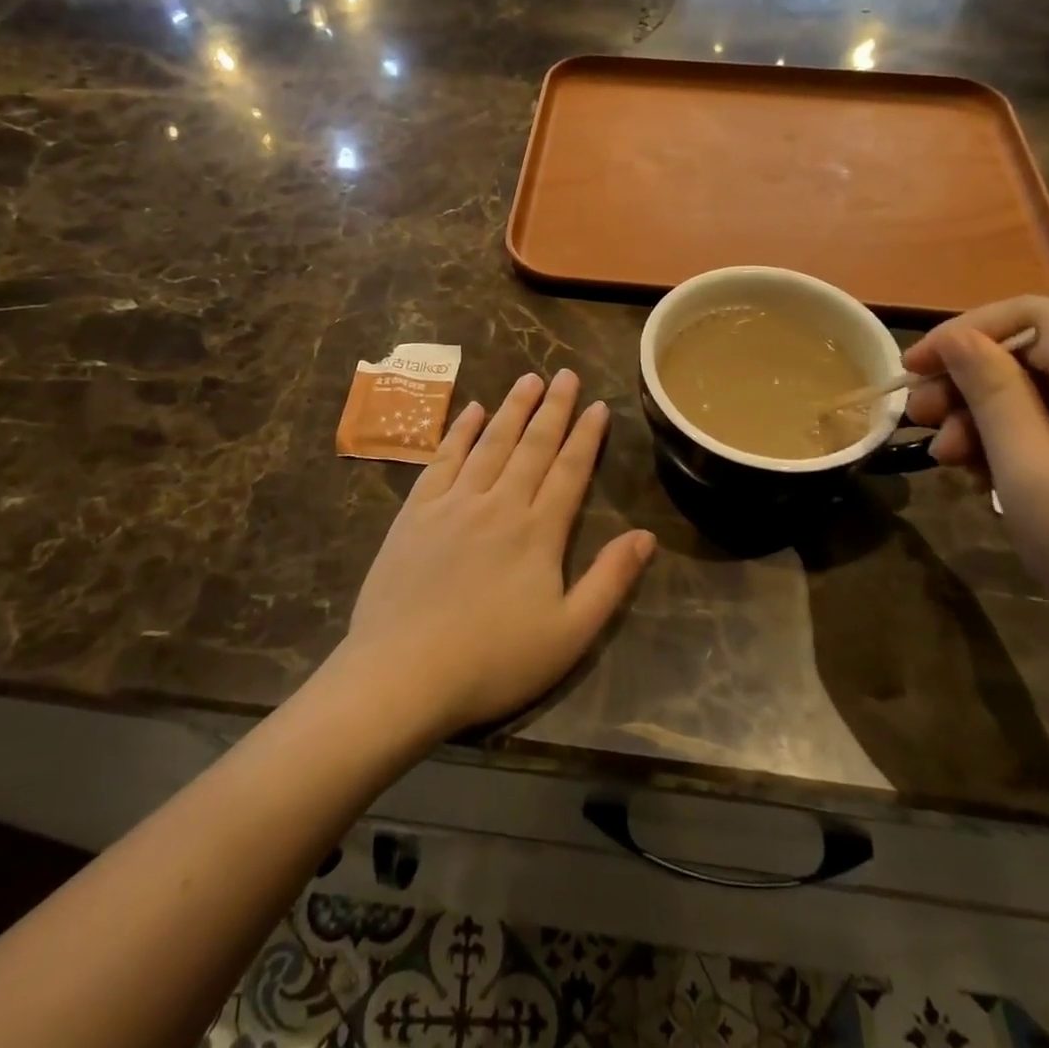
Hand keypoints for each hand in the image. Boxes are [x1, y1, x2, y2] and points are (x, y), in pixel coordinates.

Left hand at [343, 370, 655, 736]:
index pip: (569, 471)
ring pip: (490, 443)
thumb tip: (645, 536)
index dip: (586, 436)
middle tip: (566, 374)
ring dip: (512, 409)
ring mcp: (453, 503)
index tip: (598, 406)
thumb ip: (610, 581)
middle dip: (553, 408)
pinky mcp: (416, 512)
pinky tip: (471, 411)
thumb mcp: (569, 634)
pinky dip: (460, 432)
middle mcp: (498, 504)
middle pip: (532, 446)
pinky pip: (442, 459)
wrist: (403, 673)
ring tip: (528, 379)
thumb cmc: (493, 661)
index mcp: (537, 532)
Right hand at [903, 298, 1048, 708]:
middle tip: (923, 426)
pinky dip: (1036, 435)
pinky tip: (1000, 474)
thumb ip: (992, 394)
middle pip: (1043, 352)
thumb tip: (957, 340)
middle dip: (973, 385)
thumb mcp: (1030, 476)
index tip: (912, 371)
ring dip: (997, 416)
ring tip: (955, 463)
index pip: (1032, 315)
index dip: (962, 333)